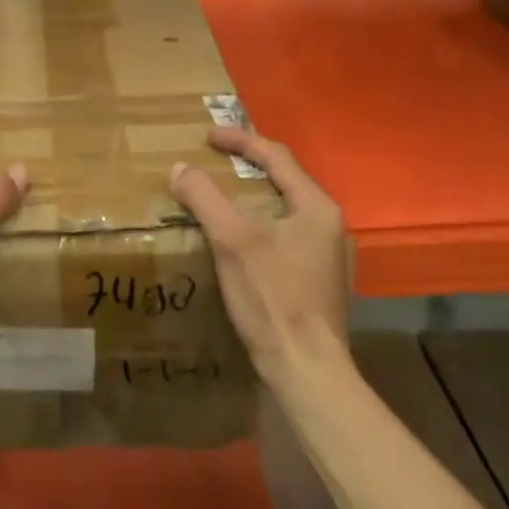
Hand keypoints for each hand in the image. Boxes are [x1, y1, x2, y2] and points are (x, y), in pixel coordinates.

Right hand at [169, 126, 349, 384]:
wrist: (307, 371)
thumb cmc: (273, 298)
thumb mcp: (233, 240)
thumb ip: (205, 197)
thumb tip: (180, 168)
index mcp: (316, 207)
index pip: (276, 155)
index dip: (239, 140)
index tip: (207, 137)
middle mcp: (328, 225)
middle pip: (283, 179)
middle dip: (246, 165)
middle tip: (213, 160)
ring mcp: (327, 255)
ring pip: (283, 208)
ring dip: (251, 195)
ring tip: (220, 194)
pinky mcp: (317, 280)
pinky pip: (283, 234)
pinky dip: (258, 223)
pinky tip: (237, 239)